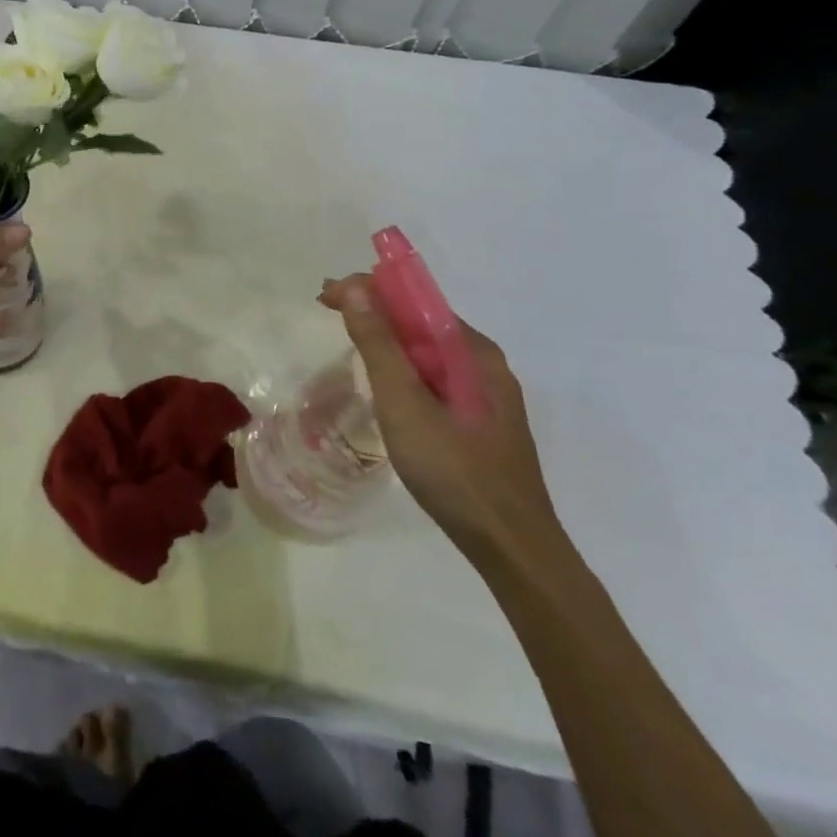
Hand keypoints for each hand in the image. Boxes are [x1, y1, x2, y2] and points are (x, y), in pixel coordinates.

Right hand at [319, 274, 564, 569]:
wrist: (512, 548)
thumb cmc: (454, 471)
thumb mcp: (405, 404)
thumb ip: (379, 345)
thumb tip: (357, 287)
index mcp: (472, 351)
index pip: (414, 298)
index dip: (368, 290)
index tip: (325, 298)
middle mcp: (483, 363)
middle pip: (420, 321)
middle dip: (373, 310)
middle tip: (328, 312)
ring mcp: (485, 394)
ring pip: (426, 350)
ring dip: (385, 339)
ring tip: (347, 342)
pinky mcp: (480, 420)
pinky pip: (433, 376)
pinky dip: (402, 367)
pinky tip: (384, 385)